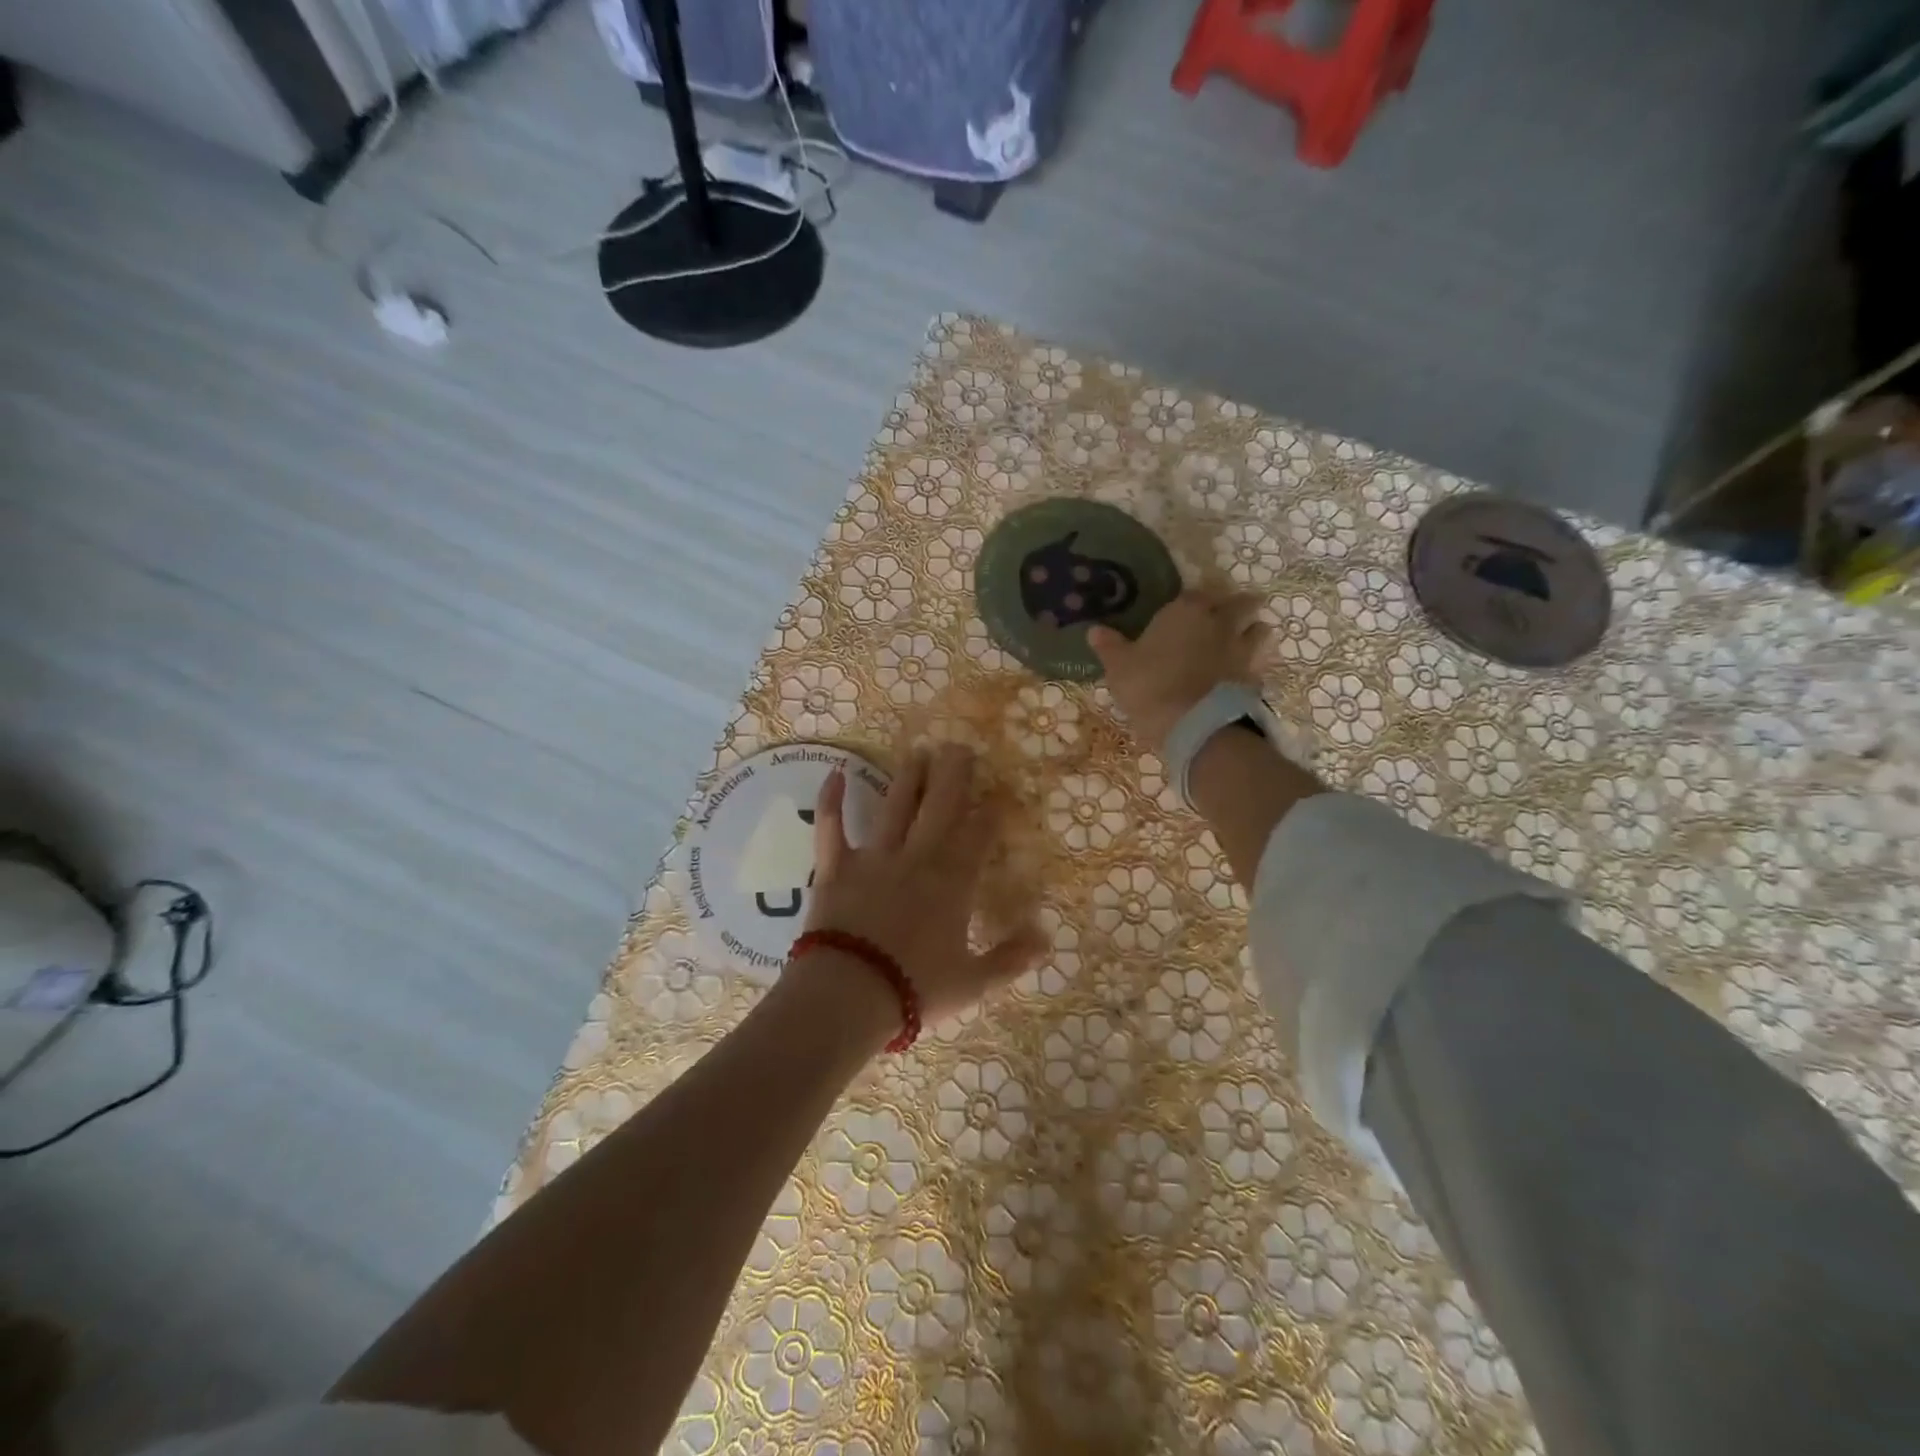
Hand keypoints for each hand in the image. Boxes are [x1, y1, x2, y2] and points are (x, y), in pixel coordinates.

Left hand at [796, 745, 1044, 1034]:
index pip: (979, 835)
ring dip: (909, 777)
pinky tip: (834, 774)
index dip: (992, 811)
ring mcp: (875, 857)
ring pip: (895, 806)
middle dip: (954, 774)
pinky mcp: (836, 866)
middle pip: (941, 806)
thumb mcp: (973, 983)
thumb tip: (1047, 938)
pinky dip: (831, 800)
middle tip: (960, 747)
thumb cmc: (915, 988)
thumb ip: (1010, 958)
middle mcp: (918, 857)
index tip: (1000, 792)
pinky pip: (832, 827)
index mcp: (953, 882)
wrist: (849, 994)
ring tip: (919, 752)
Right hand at [1089, 589, 1271, 751]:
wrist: (1196, 725)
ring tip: (1243, 640)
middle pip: (1241, 603)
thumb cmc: (1151, 686)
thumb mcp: (1120, 668)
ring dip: (1254, 631)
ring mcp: (1242, 650)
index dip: (1192, 600)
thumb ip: (1110, 647)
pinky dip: (1253, 667)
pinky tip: (1242, 676)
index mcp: (1186, 612)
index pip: (1195, 593)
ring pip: (1261, 629)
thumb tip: (1094, 630)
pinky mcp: (1255, 678)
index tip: (1185, 608)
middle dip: (1237, 606)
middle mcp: (1220, 623)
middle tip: (1227, 615)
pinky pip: (1259, 665)